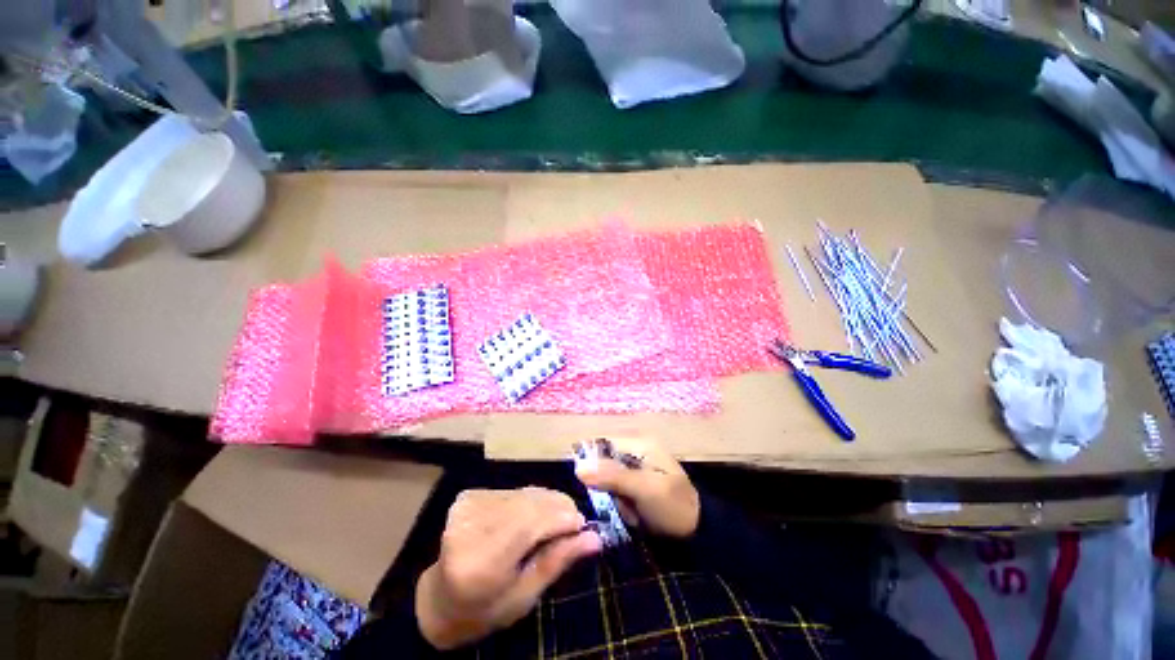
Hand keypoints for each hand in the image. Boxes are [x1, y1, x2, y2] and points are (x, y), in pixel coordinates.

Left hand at [415, 487, 601, 649]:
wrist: (439, 598)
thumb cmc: (484, 609)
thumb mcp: (524, 596)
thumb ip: (558, 561)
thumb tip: (595, 537)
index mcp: (478, 562)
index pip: (529, 525)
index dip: (561, 519)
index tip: (584, 525)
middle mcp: (469, 526)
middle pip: (528, 504)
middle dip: (558, 508)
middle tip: (575, 522)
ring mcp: (466, 507)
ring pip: (523, 493)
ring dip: (546, 502)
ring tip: (558, 519)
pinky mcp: (469, 495)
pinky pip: (512, 491)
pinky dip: (530, 499)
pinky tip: (535, 514)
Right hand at [574, 437, 699, 538]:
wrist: (697, 530)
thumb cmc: (672, 506)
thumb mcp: (644, 490)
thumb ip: (612, 477)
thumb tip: (578, 468)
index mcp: (639, 442)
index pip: (602, 441)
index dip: (589, 460)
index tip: (585, 483)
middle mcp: (635, 447)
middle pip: (602, 460)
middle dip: (605, 484)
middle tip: (619, 501)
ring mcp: (636, 464)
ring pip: (607, 477)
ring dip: (613, 496)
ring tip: (629, 509)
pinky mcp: (636, 480)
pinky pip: (616, 488)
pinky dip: (620, 501)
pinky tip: (633, 512)